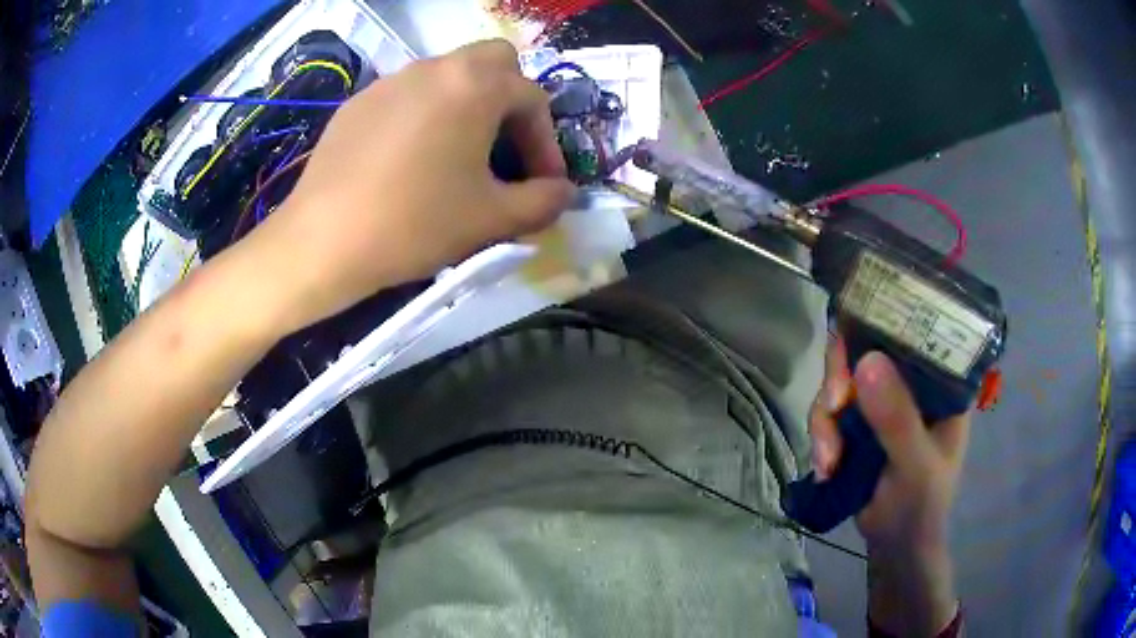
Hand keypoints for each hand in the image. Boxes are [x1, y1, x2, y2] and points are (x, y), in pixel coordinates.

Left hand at [244, 39, 575, 331]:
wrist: (322, 241)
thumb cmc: (414, 223)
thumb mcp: (492, 219)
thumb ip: (543, 202)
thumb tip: (566, 193)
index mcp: (474, 85)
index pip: (533, 98)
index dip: (547, 142)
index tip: (544, 184)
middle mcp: (434, 67)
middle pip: (493, 62)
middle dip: (511, 100)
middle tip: (505, 147)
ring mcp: (390, 81)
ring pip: (447, 75)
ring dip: (467, 105)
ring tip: (459, 156)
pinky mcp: (358, 102)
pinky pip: (407, 95)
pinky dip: (425, 115)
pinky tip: (410, 160)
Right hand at [808, 334, 965, 634]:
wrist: (895, 545)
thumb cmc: (922, 504)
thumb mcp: (915, 464)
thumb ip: (897, 419)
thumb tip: (867, 361)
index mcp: (941, 379)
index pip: (913, 329)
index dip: (881, 323)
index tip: (855, 347)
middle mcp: (912, 380)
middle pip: (867, 347)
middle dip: (842, 378)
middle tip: (833, 407)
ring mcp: (883, 400)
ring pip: (841, 381)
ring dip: (826, 419)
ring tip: (827, 459)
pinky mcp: (859, 422)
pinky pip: (829, 410)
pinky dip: (821, 436)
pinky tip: (825, 466)